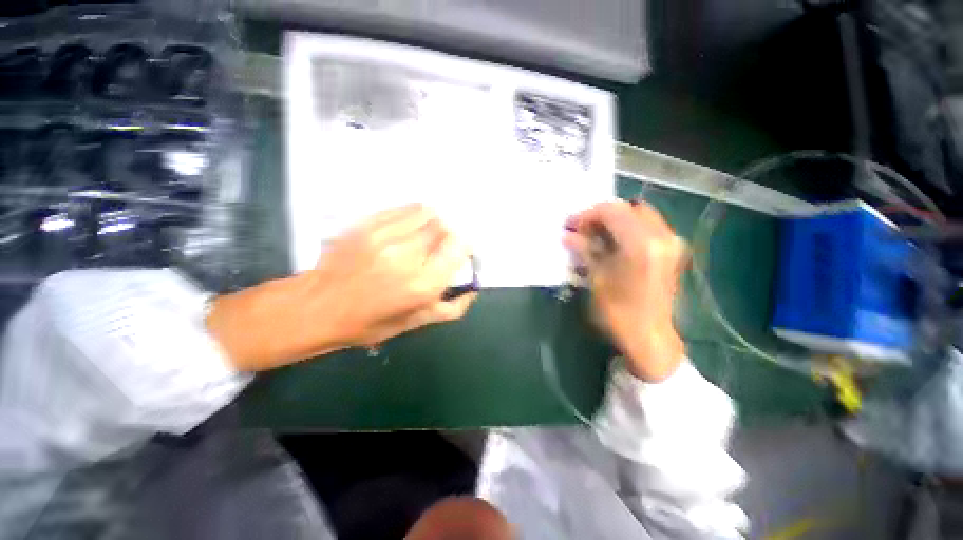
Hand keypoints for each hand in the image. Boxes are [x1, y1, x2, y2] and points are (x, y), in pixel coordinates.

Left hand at [207, 204, 476, 371]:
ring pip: (427, 213)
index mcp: (423, 284)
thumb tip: (473, 289)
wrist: (318, 307)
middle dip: (449, 236)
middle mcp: (408, 256)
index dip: (466, 246)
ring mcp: (386, 236)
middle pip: (445, 227)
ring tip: (425, 236)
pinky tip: (409, 228)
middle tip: (440, 247)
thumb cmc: (370, 322)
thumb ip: (452, 308)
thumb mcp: (416, 323)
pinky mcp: (369, 224)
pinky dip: (415, 215)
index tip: (462, 252)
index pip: (459, 247)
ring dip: (433, 223)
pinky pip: (405, 209)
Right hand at [564, 201, 687, 381]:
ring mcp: (670, 243)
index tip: (570, 226)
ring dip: (614, 221)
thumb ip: (584, 251)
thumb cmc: (619, 312)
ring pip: (639, 216)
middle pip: (628, 208)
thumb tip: (567, 235)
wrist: (649, 338)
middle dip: (601, 215)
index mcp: (642, 244)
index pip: (612, 211)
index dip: (587, 215)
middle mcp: (661, 237)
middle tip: (582, 229)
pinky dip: (627, 228)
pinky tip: (611, 242)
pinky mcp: (671, 251)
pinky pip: (647, 227)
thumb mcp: (597, 279)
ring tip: (594, 235)